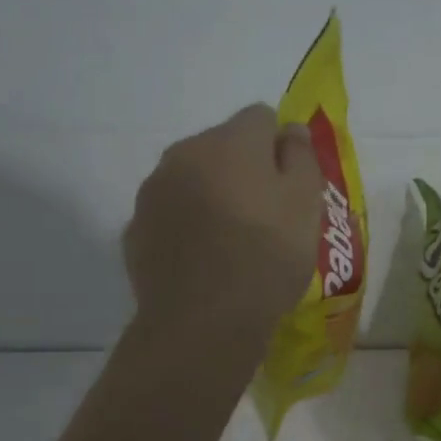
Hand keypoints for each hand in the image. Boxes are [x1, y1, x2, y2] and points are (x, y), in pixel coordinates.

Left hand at [125, 105, 323, 341]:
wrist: (202, 323)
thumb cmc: (266, 257)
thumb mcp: (305, 204)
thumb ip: (301, 156)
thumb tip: (290, 128)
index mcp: (228, 141)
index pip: (260, 117)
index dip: (280, 148)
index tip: (290, 187)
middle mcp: (183, 154)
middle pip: (222, 147)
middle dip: (244, 170)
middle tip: (266, 217)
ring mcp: (152, 193)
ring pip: (193, 179)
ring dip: (213, 196)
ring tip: (233, 243)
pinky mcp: (135, 230)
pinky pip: (171, 215)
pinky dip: (187, 227)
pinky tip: (204, 262)